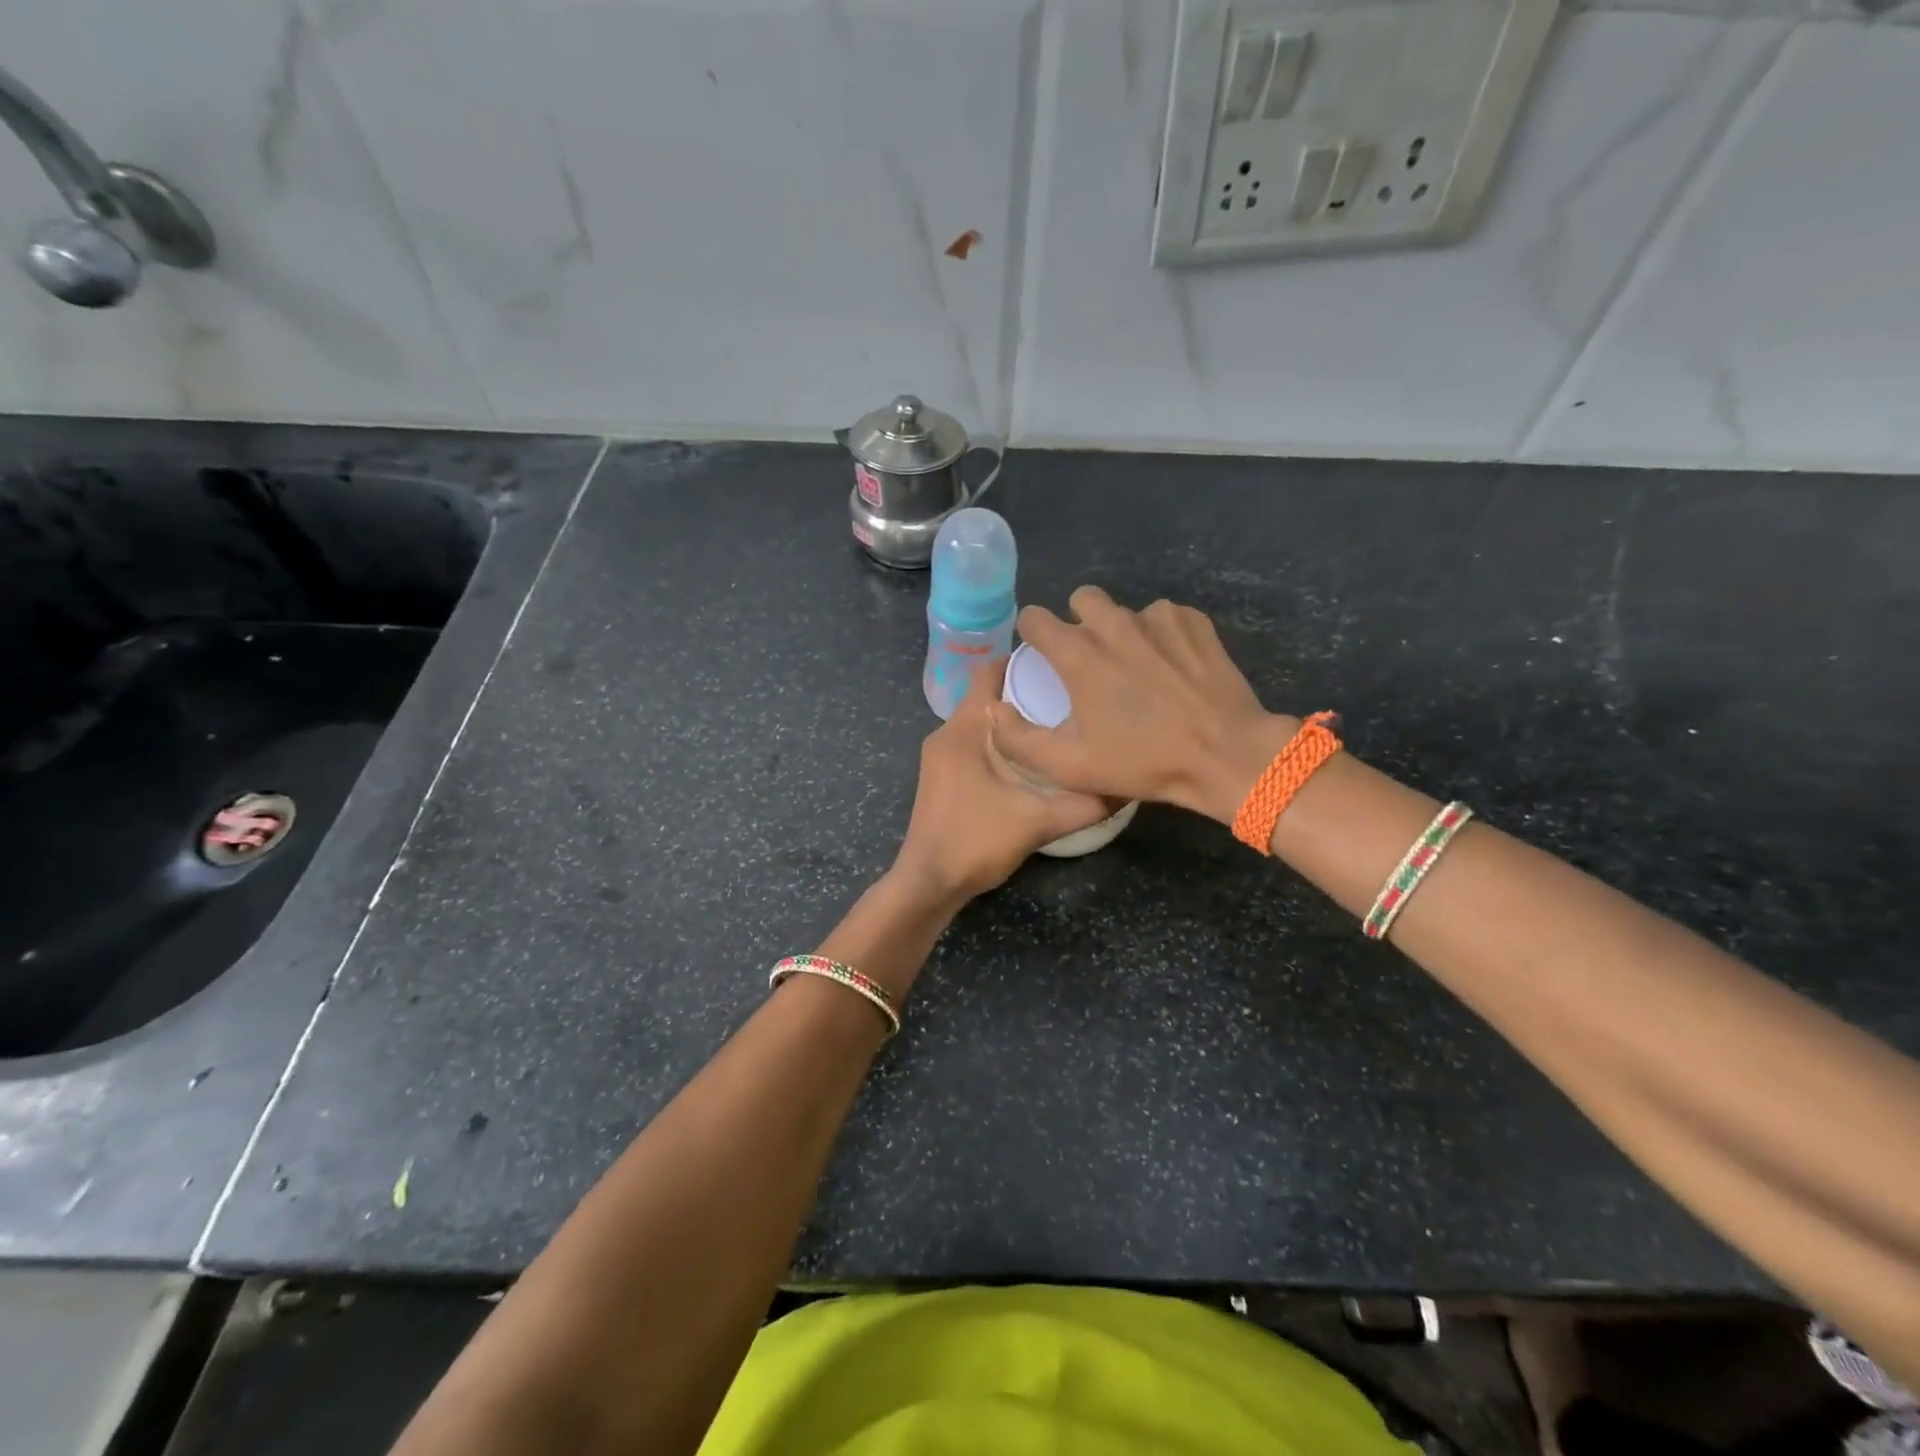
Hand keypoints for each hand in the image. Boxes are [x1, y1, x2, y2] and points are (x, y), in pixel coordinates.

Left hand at [892, 659, 1110, 903]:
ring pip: (980, 723)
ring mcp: (940, 757)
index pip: (987, 673)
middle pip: (986, 697)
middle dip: (1024, 692)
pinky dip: (999, 743)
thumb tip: (1125, 786)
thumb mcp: (1037, 822)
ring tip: (1055, 726)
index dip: (1021, 661)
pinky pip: (973, 744)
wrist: (928, 884)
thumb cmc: (975, 842)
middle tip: (1068, 697)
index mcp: (963, 730)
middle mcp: (946, 734)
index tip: (1059, 664)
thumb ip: (1084, 804)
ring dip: (1012, 721)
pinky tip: (1029, 761)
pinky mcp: (941, 777)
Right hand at [987, 586, 1299, 825]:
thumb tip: (992, 709)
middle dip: (1079, 621)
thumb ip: (1018, 738)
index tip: (1041, 654)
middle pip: (1082, 599)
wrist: (1224, 754)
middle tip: (1090, 659)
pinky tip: (1171, 667)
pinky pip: (1164, 617)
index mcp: (1079, 654)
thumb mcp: (1069, 766)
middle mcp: (1114, 625)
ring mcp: (1158, 619)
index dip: (1032, 633)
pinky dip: (1160, 636)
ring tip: (1136, 668)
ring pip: (1125, 610)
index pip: (1035, 617)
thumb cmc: (1143, 762)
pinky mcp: (1193, 622)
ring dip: (1121, 631)